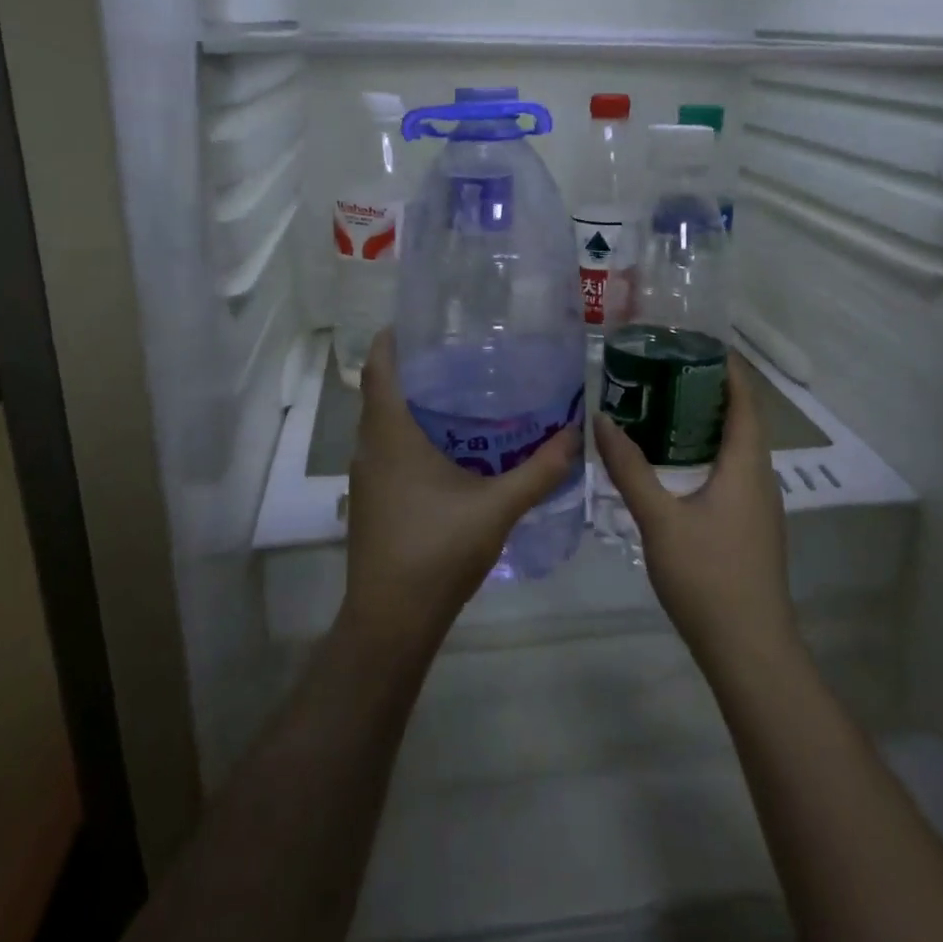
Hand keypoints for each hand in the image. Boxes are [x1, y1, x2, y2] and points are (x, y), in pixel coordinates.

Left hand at [339, 329, 581, 657]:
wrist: (391, 621)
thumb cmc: (437, 551)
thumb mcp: (497, 507)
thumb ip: (539, 471)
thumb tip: (575, 434)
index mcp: (391, 434)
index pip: (379, 367)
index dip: (393, 338)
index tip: (424, 321)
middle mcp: (370, 447)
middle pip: (383, 391)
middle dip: (416, 369)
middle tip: (463, 354)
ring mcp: (367, 476)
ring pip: (385, 423)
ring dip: (415, 405)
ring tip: (463, 394)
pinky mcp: (372, 499)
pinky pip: (389, 449)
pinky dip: (413, 435)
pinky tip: (452, 448)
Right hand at [593, 354, 798, 672]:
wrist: (749, 650)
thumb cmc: (708, 576)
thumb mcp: (659, 519)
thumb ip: (630, 469)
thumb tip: (602, 421)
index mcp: (746, 464)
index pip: (745, 399)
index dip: (727, 367)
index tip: (697, 341)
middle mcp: (760, 477)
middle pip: (741, 419)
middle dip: (708, 390)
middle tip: (664, 369)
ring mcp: (759, 506)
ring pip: (736, 449)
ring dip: (706, 423)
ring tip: (662, 406)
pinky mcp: (750, 528)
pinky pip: (731, 473)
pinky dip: (706, 453)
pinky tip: (675, 463)